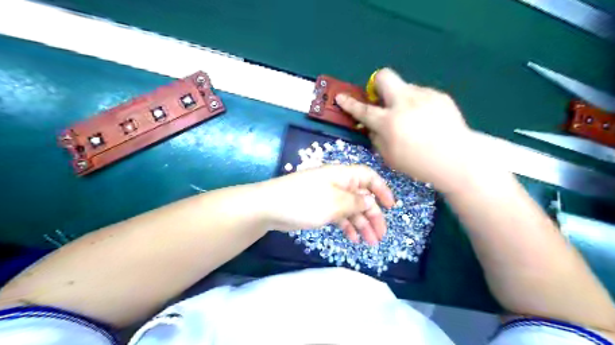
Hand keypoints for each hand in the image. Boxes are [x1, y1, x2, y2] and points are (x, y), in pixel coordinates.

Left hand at [257, 164, 393, 242]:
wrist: (270, 207)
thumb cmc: (305, 201)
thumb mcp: (335, 202)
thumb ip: (356, 202)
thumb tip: (371, 200)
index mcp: (343, 175)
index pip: (369, 177)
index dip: (382, 190)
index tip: (392, 207)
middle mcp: (338, 184)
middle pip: (362, 197)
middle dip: (373, 215)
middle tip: (380, 235)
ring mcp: (328, 196)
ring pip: (351, 209)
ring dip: (362, 224)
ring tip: (370, 242)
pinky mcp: (320, 208)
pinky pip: (339, 216)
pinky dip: (347, 226)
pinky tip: (353, 239)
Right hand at [336, 68, 474, 190]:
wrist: (457, 159)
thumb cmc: (418, 164)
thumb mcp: (389, 156)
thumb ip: (376, 137)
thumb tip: (371, 125)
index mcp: (389, 122)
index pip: (363, 109)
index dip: (349, 103)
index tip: (341, 97)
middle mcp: (404, 103)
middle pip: (384, 76)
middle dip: (376, 83)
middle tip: (381, 100)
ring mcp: (424, 96)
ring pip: (404, 88)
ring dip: (401, 99)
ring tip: (412, 118)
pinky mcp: (439, 96)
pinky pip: (421, 95)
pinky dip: (418, 104)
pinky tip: (427, 120)